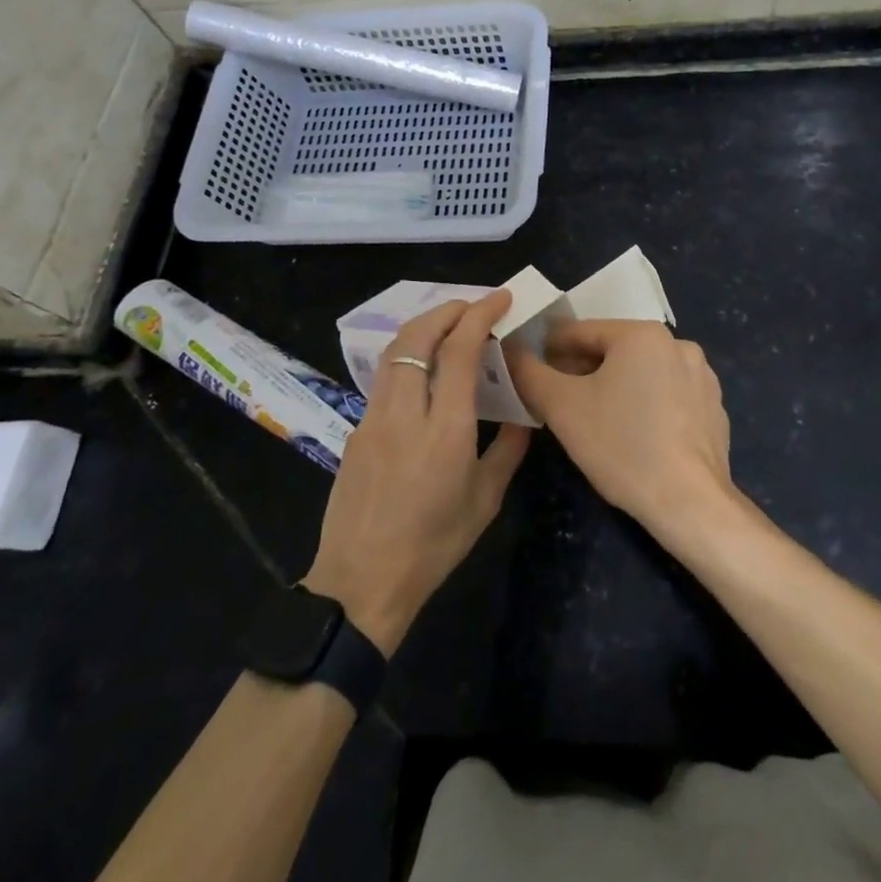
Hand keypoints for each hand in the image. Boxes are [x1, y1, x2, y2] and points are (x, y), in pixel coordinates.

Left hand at [302, 291, 530, 654]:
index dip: (479, 315)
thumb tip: (524, 415)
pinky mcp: (356, 429)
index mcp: (444, 429)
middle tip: (474, 305)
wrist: (360, 583)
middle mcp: (404, 412)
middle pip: (417, 337)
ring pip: (393, 352)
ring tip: (449, 325)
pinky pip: (384, 377)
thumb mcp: (484, 501)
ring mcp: (373, 418)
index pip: (458, 350)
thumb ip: (507, 450)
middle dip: (447, 309)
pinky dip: (408, 356)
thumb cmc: (432, 546)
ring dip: (423, 327)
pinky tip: (423, 371)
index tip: (500, 298)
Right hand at [506, 320, 734, 543]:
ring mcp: (701, 376)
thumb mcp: (562, 408)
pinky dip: (645, 404)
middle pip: (612, 349)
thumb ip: (529, 372)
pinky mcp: (713, 406)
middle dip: (582, 370)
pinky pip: (667, 394)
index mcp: (642, 334)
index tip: (532, 374)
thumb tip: (511, 350)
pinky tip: (634, 436)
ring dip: (614, 386)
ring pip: (641, 372)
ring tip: (595, 421)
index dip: (548, 351)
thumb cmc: (622, 447)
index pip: (580, 331)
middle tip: (558, 401)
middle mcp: (677, 343)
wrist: (690, 503)